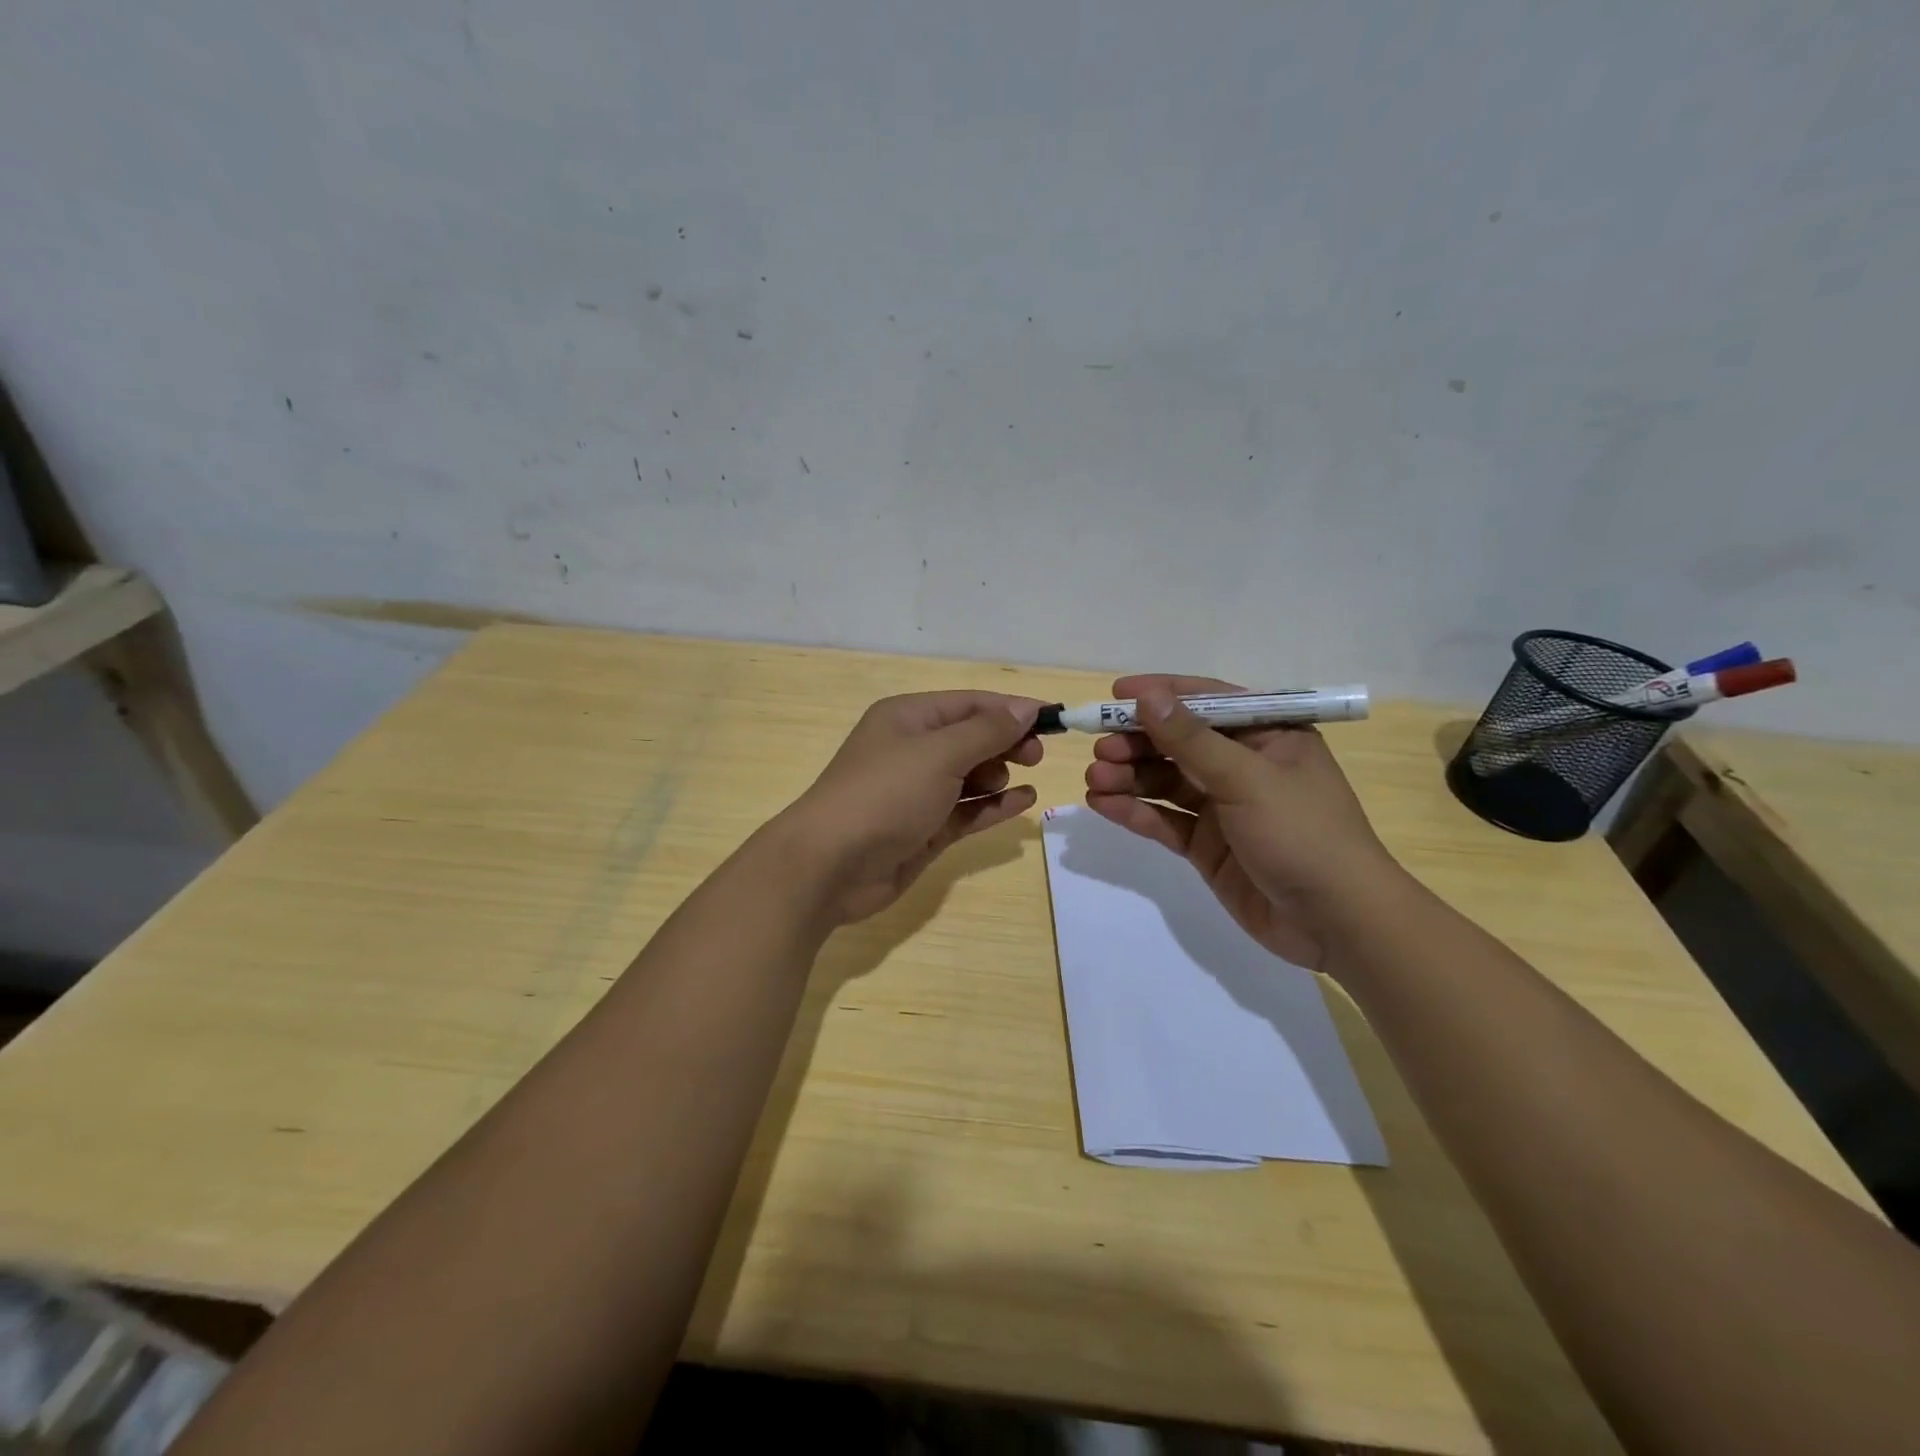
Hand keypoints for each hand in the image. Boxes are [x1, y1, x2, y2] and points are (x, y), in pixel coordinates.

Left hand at [777, 691, 1044, 924]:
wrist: (831, 865)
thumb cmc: (885, 794)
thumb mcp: (939, 753)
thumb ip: (987, 731)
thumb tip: (1026, 708)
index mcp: (908, 717)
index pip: (970, 703)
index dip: (1011, 708)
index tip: (1053, 719)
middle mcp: (913, 750)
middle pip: (971, 737)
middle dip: (1006, 741)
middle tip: (1036, 755)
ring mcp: (918, 792)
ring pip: (971, 775)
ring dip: (1000, 773)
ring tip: (1021, 777)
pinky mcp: (925, 828)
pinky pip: (968, 810)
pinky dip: (994, 805)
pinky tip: (1024, 801)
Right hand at [1083, 674, 1401, 970]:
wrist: (1337, 922)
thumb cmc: (1303, 834)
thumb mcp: (1247, 779)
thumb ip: (1192, 740)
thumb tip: (1147, 697)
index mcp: (1267, 735)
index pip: (1206, 701)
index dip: (1160, 695)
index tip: (1114, 694)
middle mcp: (1243, 765)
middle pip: (1178, 743)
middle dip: (1137, 743)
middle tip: (1100, 749)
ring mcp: (1223, 807)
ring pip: (1165, 782)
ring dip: (1128, 777)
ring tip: (1095, 779)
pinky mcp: (1207, 845)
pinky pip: (1164, 820)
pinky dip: (1134, 811)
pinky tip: (1102, 805)